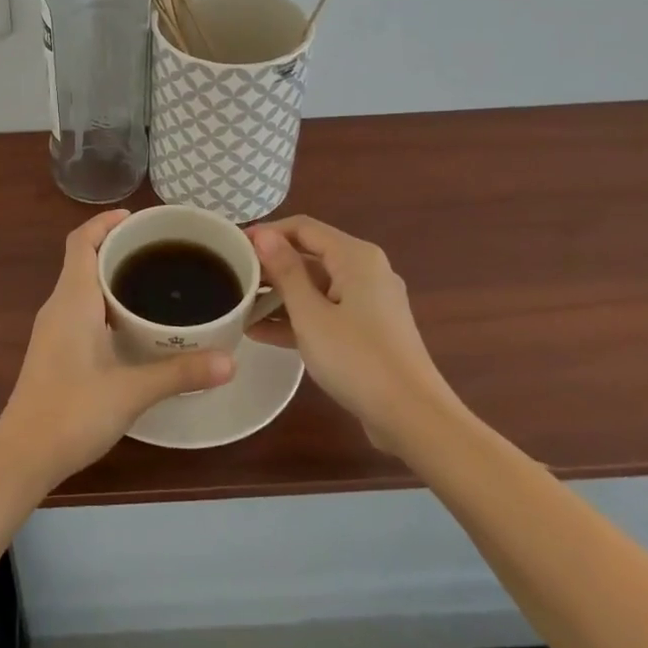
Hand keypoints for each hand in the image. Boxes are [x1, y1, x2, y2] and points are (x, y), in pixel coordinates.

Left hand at [0, 210, 235, 489]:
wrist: (22, 456)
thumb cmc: (71, 413)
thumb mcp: (131, 391)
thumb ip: (180, 373)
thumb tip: (231, 360)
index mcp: (71, 300)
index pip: (81, 241)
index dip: (105, 222)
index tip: (139, 218)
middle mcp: (58, 306)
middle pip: (84, 258)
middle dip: (117, 246)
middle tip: (161, 250)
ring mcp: (53, 329)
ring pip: (82, 285)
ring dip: (112, 275)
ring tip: (155, 280)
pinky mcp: (54, 350)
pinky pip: (81, 308)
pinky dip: (105, 301)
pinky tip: (133, 323)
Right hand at [248, 215, 454, 455]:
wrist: (414, 419)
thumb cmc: (358, 359)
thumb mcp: (310, 314)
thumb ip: (285, 271)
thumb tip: (264, 235)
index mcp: (355, 257)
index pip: (303, 228)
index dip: (267, 233)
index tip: (233, 246)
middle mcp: (366, 271)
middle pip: (310, 256)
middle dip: (270, 267)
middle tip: (233, 277)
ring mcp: (369, 303)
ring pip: (316, 287)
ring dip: (279, 296)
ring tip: (239, 306)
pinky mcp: (368, 331)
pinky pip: (326, 312)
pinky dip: (298, 318)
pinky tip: (261, 332)